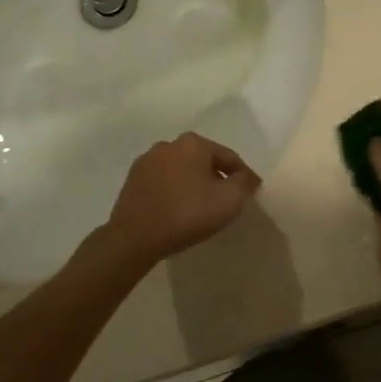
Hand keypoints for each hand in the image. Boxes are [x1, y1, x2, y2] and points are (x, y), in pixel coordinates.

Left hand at [103, 133, 261, 265]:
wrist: (134, 238)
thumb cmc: (187, 214)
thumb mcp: (229, 200)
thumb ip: (245, 183)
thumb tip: (247, 176)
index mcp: (194, 143)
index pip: (229, 158)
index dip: (242, 177)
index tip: (248, 195)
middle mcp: (169, 144)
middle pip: (204, 161)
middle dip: (216, 178)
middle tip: (224, 202)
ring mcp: (147, 161)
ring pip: (182, 170)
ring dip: (193, 184)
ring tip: (199, 208)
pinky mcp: (132, 179)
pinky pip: (163, 182)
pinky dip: (174, 191)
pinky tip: (177, 210)